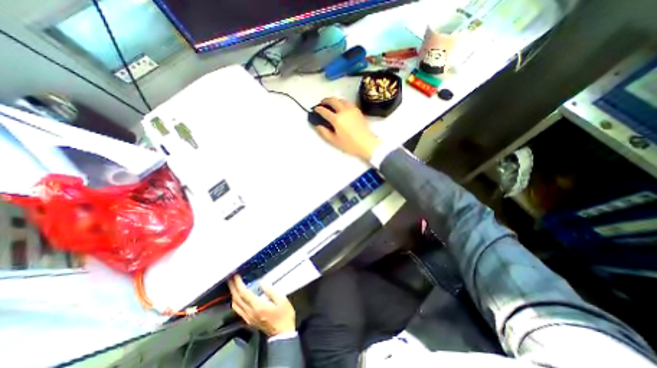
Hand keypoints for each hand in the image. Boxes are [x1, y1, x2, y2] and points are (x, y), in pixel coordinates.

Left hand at [227, 277, 296, 335]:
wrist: (282, 333)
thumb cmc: (284, 315)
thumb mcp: (281, 300)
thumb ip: (270, 291)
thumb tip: (261, 282)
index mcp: (258, 306)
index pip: (244, 293)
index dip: (238, 284)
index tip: (236, 275)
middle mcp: (250, 312)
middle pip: (237, 299)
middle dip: (233, 287)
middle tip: (231, 278)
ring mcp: (248, 318)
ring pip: (235, 306)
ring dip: (233, 294)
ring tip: (233, 285)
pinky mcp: (249, 321)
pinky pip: (238, 310)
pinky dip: (235, 301)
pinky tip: (238, 297)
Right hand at [315, 98, 383, 159]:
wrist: (366, 143)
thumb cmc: (350, 144)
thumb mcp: (334, 141)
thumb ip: (324, 132)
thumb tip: (318, 126)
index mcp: (337, 119)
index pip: (325, 111)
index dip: (318, 109)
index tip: (316, 109)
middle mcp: (344, 111)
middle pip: (333, 100)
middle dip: (325, 100)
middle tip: (322, 103)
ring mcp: (352, 110)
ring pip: (341, 99)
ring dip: (334, 100)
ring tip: (331, 104)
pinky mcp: (358, 111)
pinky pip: (348, 102)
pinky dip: (342, 102)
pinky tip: (342, 106)